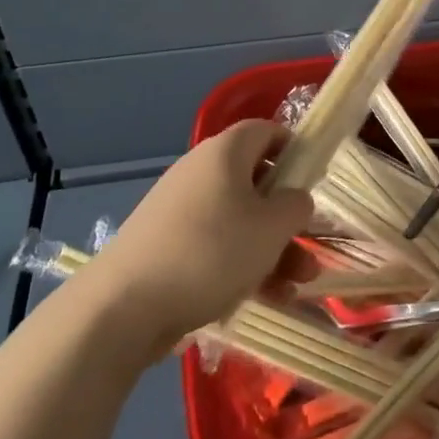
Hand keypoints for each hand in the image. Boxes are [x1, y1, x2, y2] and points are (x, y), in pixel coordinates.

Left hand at [92, 119, 312, 355]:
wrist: (123, 307)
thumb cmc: (211, 252)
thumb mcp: (272, 227)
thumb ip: (296, 205)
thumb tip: (295, 199)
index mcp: (225, 152)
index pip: (266, 131)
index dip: (295, 150)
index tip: (314, 180)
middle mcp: (200, 172)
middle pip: (256, 184)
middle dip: (288, 219)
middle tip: (310, 250)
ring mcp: (180, 210)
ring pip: (239, 222)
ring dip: (273, 250)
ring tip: (297, 287)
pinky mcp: (166, 246)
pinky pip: (216, 246)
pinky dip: (242, 266)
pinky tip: (267, 299)